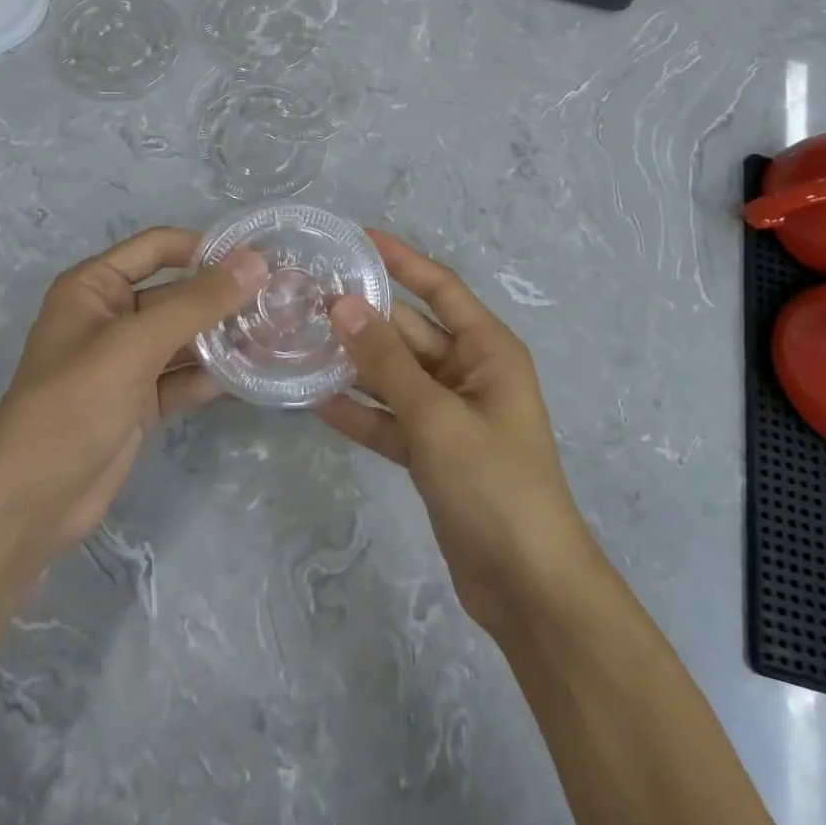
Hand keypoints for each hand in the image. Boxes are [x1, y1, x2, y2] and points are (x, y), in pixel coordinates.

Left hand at [0, 227, 267, 556]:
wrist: (29, 503)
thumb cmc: (73, 404)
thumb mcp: (136, 344)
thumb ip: (197, 303)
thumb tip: (256, 263)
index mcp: (94, 287)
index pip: (158, 248)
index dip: (204, 248)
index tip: (259, 258)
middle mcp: (111, 316)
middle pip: (177, 294)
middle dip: (223, 298)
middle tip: (281, 300)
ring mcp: (127, 362)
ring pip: (185, 337)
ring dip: (224, 338)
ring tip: (278, 335)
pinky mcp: (140, 401)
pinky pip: (184, 376)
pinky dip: (213, 375)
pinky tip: (254, 374)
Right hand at [314, 230, 595, 635]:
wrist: (527, 587)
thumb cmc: (493, 485)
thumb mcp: (436, 416)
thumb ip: (387, 361)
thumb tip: (344, 304)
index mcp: (487, 350)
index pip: (439, 287)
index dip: (401, 259)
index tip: (356, 237)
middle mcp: (469, 372)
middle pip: (410, 331)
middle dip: (364, 316)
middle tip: (306, 298)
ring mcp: (448, 414)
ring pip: (394, 375)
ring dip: (354, 363)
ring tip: (298, 341)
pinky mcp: (432, 451)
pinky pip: (389, 418)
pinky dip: (359, 410)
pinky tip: (313, 400)